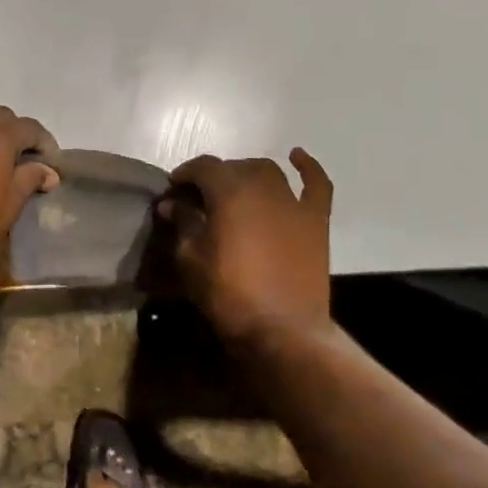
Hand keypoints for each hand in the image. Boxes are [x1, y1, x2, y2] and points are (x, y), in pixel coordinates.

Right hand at [160, 149, 333, 348]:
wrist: (283, 331)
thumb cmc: (229, 294)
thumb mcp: (191, 259)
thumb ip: (183, 223)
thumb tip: (172, 203)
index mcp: (229, 192)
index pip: (202, 167)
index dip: (185, 174)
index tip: (173, 189)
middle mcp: (262, 186)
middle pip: (234, 167)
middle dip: (213, 177)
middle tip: (199, 198)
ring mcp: (293, 202)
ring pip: (268, 171)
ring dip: (247, 173)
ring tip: (236, 188)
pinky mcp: (316, 220)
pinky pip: (316, 185)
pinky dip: (308, 167)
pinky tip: (296, 156)